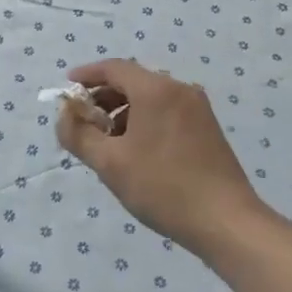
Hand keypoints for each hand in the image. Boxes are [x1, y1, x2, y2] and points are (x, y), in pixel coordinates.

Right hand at [54, 59, 268, 252]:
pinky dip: (144, 121)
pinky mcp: (208, 128)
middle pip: (132, 81)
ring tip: (107, 142)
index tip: (66, 90)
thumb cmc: (163, 187)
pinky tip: (136, 151)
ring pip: (150, 98)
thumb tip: (64, 114)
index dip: (86, 76)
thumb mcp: (109, 163)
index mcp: (156, 90)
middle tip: (83, 122)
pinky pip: (166, 112)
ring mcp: (197, 109)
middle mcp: (179, 89)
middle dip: (103, 98)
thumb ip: (78, 134)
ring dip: (123, 112)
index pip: (113, 68)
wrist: (227, 223)